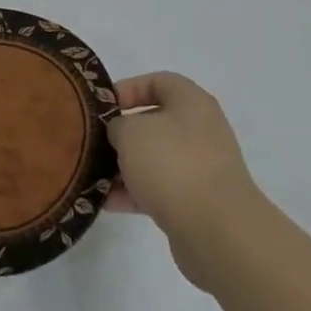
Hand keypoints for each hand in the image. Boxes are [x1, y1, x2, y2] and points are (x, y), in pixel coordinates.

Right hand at [106, 72, 262, 288]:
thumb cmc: (172, 164)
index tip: (102, 107)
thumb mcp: (130, 132)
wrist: (217, 229)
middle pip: (154, 122)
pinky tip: (107, 202)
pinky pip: (159, 189)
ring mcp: (201, 167)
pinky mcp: (197, 202)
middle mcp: (200, 130)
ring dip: (124, 166)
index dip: (127, 89)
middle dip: (122, 133)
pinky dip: (134, 193)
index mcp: (192, 103)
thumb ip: (117, 125)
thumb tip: (120, 133)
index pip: (158, 81)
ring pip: (155, 159)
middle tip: (94, 142)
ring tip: (94, 176)